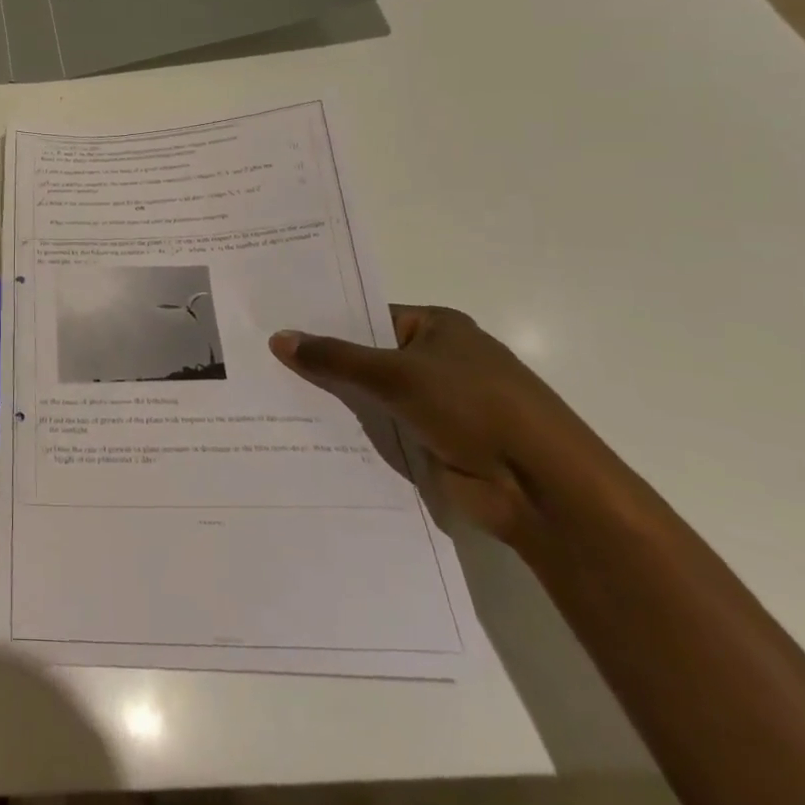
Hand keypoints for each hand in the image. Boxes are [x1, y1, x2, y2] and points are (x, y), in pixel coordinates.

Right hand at [270, 306, 607, 543]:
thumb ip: (334, 358)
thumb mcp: (395, 373)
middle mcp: (439, 361)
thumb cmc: (474, 407)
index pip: (369, 317)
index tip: (276, 324)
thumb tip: (278, 338)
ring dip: (336, 401)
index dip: (325, 321)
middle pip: (367, 357)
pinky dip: (353, 432)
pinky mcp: (435, 444)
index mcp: (438, 327)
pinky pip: (382, 430)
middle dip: (323, 362)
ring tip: (271, 394)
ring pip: (372, 396)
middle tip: (262, 358)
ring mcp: (438, 405)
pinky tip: (305, 431)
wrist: (542, 488)